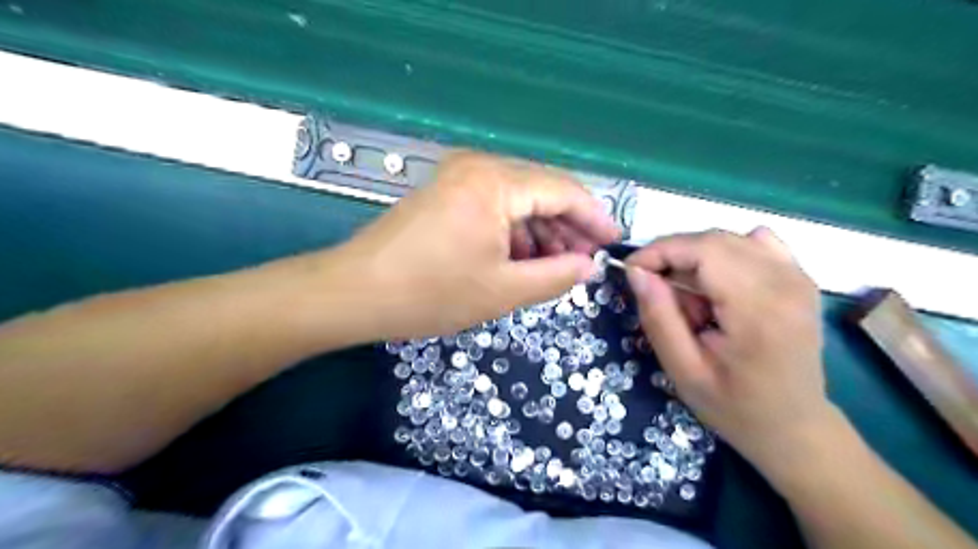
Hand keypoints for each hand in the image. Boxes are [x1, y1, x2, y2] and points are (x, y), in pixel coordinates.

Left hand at [332, 149, 612, 337]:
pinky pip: (495, 205)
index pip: (563, 190)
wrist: (355, 292)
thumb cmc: (430, 293)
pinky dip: (514, 230)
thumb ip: (556, 276)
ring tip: (556, 266)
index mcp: (495, 182)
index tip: (613, 243)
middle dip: (568, 227)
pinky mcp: (446, 192)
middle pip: (541, 190)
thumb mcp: (503, 290)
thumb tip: (588, 266)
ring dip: (541, 231)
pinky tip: (522, 258)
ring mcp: (458, 176)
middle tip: (585, 261)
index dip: (594, 217)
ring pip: (518, 198)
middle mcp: (478, 166)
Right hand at [627, 227, 832, 470]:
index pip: (703, 249)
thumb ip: (659, 317)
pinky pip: (753, 244)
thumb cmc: (735, 407)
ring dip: (695, 260)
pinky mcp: (800, 278)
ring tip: (688, 299)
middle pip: (714, 240)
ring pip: (728, 240)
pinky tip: (717, 286)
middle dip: (673, 256)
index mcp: (758, 309)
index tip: (630, 271)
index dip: (660, 251)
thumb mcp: (684, 370)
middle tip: (654, 291)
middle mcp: (786, 282)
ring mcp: (798, 276)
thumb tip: (636, 272)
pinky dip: (723, 256)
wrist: (795, 427)